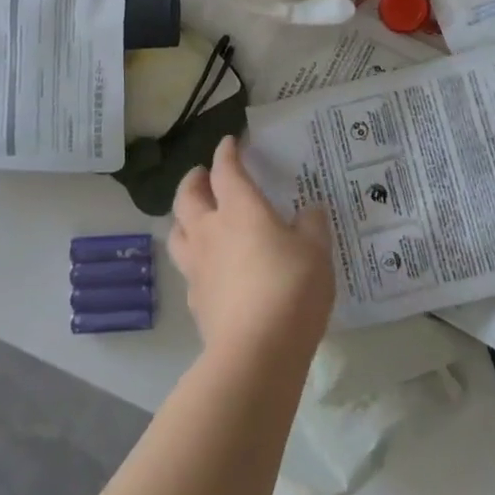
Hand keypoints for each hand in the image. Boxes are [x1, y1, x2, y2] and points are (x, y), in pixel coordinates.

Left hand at [169, 136, 336, 366]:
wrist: (257, 351)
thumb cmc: (291, 288)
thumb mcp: (317, 251)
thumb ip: (312, 225)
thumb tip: (309, 211)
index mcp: (240, 210)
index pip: (226, 170)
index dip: (227, 153)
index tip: (230, 142)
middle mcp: (211, 231)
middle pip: (188, 196)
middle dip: (194, 180)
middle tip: (202, 174)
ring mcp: (197, 267)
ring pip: (177, 231)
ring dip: (184, 217)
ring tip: (195, 216)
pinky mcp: (195, 300)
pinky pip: (188, 268)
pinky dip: (195, 257)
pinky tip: (209, 266)